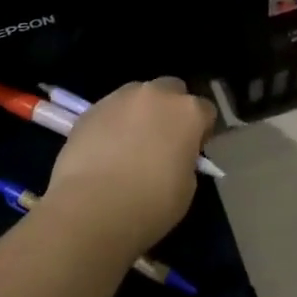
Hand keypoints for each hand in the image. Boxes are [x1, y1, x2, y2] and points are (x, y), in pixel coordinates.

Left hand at [41, 78, 214, 259]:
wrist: (91, 206)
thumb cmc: (149, 203)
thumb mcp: (186, 189)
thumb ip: (184, 161)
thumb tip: (174, 157)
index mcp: (188, 112)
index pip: (205, 111)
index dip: (201, 131)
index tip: (193, 151)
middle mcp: (156, 94)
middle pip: (171, 90)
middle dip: (170, 109)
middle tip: (162, 141)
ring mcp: (120, 97)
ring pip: (138, 96)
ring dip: (139, 113)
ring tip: (129, 145)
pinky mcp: (91, 108)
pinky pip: (110, 111)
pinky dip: (112, 124)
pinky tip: (104, 151)